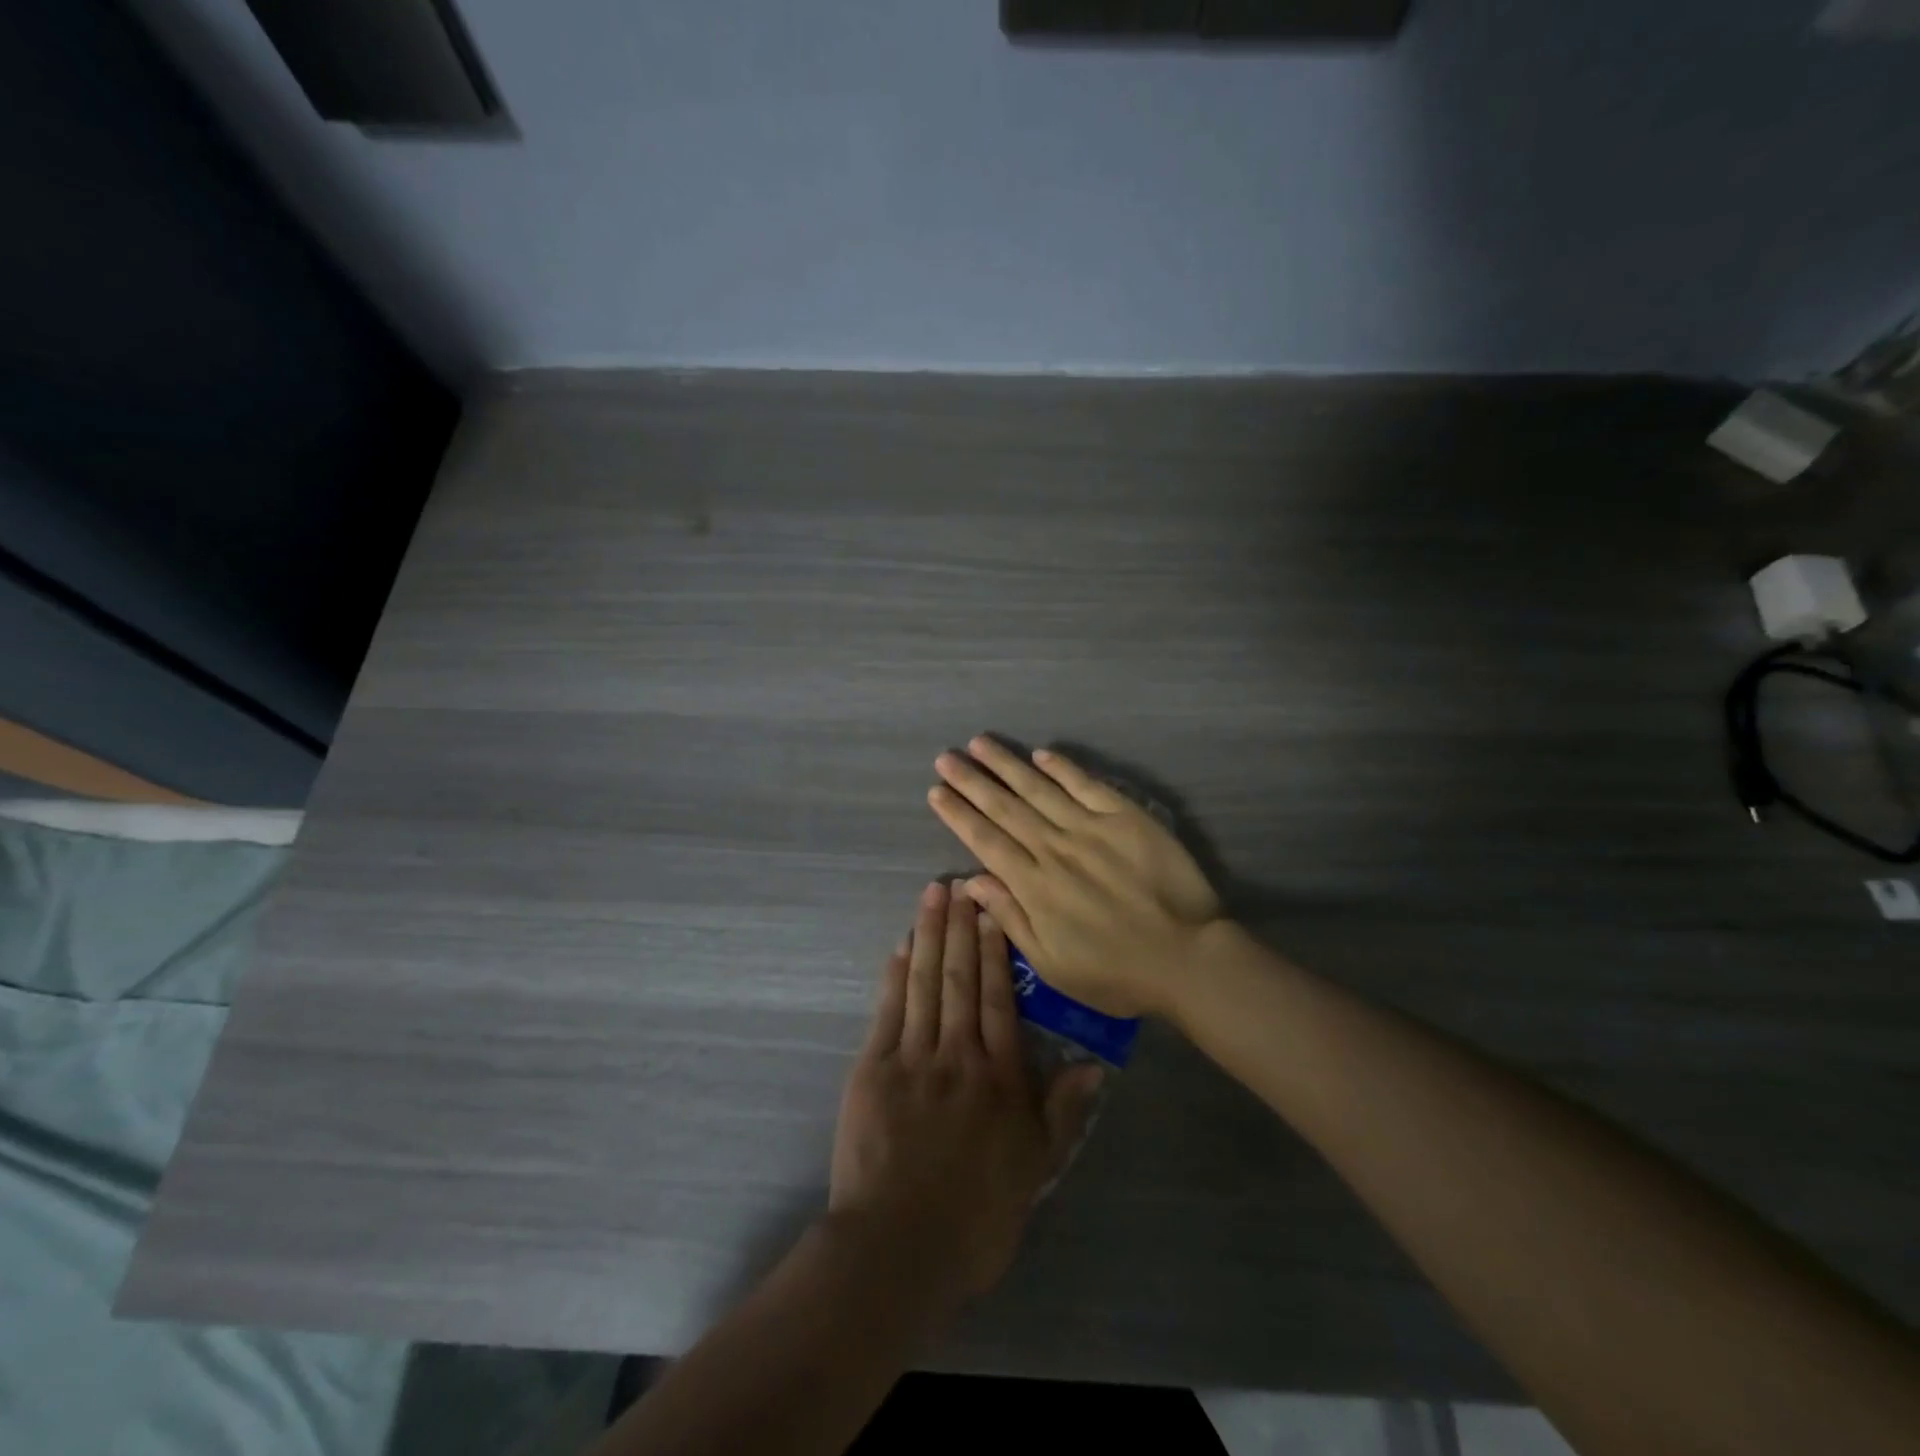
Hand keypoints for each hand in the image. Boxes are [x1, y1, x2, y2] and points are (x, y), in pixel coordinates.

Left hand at [828, 882, 1102, 1303]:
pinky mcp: (873, 1069)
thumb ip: (1061, 1112)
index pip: (1000, 1000)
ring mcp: (912, 1057)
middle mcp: (958, 1054)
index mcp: (998, 1077)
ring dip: (930, 935)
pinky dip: (896, 974)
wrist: (897, 1248)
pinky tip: (902, 945)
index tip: (994, 912)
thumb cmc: (975, 1216)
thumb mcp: (1034, 1170)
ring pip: (925, 983)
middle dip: (961, 928)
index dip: (997, 952)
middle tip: (961, 883)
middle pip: (961, 979)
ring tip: (933, 895)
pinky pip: (888, 1010)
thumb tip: (1094, 1065)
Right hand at [927, 736, 1222, 1018]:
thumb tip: (971, 881)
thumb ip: (1010, 919)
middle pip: (1005, 808)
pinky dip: (1062, 768)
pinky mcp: (1125, 817)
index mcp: (1034, 886)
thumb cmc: (1116, 972)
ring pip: (1038, 788)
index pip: (986, 841)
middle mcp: (1055, 848)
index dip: (958, 815)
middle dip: (971, 781)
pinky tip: (1041, 753)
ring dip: (1007, 764)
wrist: (1187, 957)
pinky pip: (1086, 785)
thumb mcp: (1052, 965)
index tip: (936, 792)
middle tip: (945, 758)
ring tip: (979, 743)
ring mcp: (1090, 828)